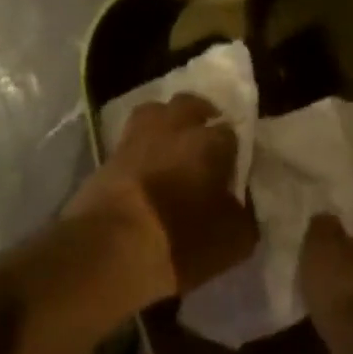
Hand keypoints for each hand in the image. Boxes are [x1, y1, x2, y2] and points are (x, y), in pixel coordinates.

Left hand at [68, 93, 258, 302]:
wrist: (110, 249)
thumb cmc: (181, 241)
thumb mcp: (235, 239)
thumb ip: (245, 211)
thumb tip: (241, 200)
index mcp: (210, 143)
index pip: (231, 132)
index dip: (234, 147)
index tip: (234, 164)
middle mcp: (174, 129)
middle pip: (189, 104)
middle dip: (201, 114)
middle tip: (206, 134)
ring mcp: (136, 138)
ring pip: (154, 112)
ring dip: (166, 120)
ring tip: (172, 141)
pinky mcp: (108, 156)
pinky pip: (130, 139)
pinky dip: (140, 146)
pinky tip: (145, 163)